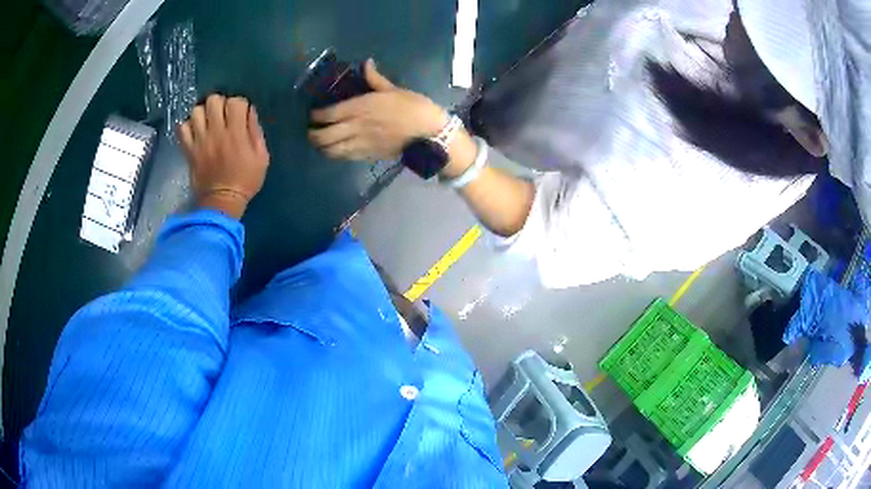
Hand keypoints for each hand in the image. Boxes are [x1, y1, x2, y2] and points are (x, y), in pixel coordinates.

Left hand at [179, 95, 269, 218]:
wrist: (221, 202)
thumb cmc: (245, 180)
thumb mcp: (262, 157)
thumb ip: (256, 131)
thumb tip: (249, 112)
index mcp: (236, 133)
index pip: (236, 101)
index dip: (239, 104)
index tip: (240, 114)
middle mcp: (216, 132)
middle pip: (213, 100)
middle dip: (219, 104)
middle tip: (222, 115)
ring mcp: (200, 140)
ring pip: (196, 111)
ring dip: (202, 113)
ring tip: (207, 122)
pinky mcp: (189, 150)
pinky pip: (182, 128)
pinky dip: (187, 126)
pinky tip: (194, 131)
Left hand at [308, 59, 448, 161]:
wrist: (428, 134)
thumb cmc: (414, 107)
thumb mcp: (395, 89)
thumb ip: (375, 78)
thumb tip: (366, 63)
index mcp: (360, 107)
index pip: (328, 114)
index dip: (316, 116)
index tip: (312, 114)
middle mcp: (355, 127)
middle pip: (324, 136)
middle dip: (313, 135)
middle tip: (311, 131)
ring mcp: (360, 143)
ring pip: (331, 150)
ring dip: (321, 147)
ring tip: (319, 142)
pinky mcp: (367, 155)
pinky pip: (344, 157)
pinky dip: (335, 154)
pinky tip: (334, 150)